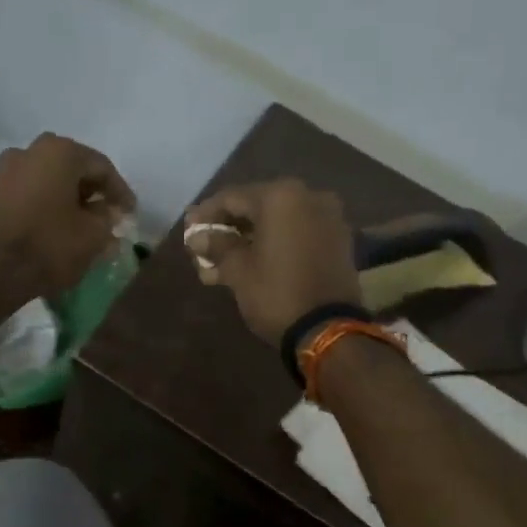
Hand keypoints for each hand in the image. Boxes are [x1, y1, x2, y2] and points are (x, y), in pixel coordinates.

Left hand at [0, 133, 136, 297]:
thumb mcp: (94, 234)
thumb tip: (106, 211)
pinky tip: (57, 226)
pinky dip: (47, 206)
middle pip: (72, 169)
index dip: (120, 192)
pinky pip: (30, 194)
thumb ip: (107, 216)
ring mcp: (6, 171)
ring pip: (49, 181)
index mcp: (60, 151)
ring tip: (83, 223)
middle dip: (92, 192)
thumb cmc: (51, 245)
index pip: (101, 167)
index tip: (131, 213)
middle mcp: (30, 150)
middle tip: (108, 214)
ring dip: (68, 199)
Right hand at [185, 179, 360, 345]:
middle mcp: (308, 197)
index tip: (188, 230)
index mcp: (281, 197)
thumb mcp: (238, 270)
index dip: (206, 214)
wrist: (328, 329)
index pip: (232, 198)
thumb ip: (217, 246)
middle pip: (256, 206)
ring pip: (277, 222)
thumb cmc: (276, 294)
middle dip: (228, 228)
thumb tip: (198, 237)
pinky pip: (297, 233)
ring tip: (222, 262)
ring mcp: (328, 218)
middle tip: (204, 246)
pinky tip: (252, 262)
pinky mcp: (338, 240)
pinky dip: (274, 243)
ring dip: (249, 239)